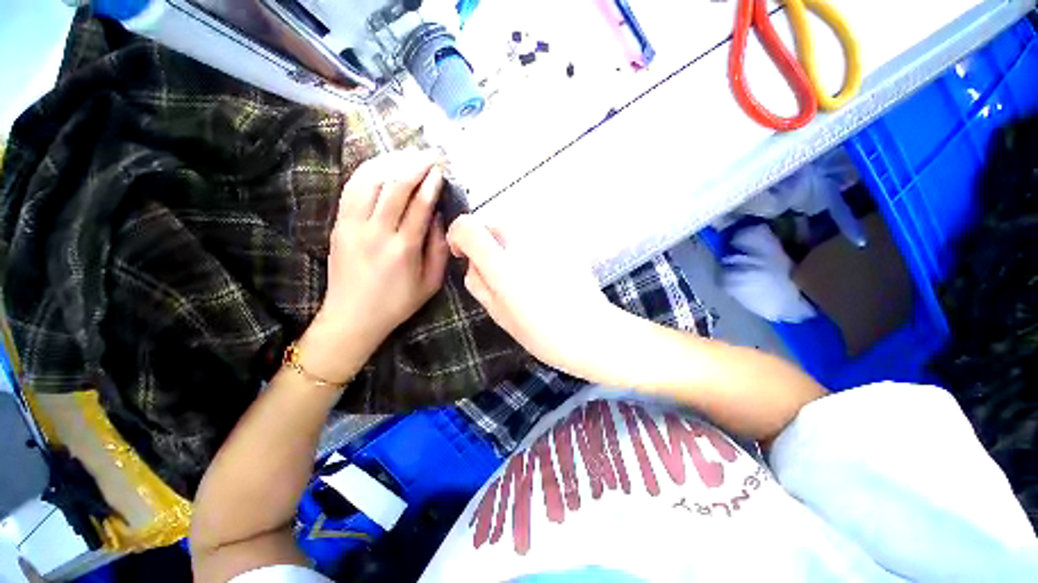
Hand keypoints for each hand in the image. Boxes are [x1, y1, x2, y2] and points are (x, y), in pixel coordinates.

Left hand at [302, 150, 448, 383]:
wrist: (353, 317)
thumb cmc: (398, 303)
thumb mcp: (431, 283)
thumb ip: (439, 250)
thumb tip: (441, 219)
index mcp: (404, 249)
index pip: (419, 206)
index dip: (431, 184)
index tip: (440, 169)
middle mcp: (377, 233)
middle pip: (394, 188)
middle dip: (413, 166)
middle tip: (428, 154)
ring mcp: (353, 227)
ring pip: (368, 182)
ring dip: (389, 164)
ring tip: (405, 156)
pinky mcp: (339, 226)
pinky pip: (351, 191)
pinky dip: (366, 173)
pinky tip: (380, 167)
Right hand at [446, 214, 621, 378]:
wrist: (590, 331)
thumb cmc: (541, 331)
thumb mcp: (498, 312)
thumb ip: (477, 281)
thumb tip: (472, 261)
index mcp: (501, 263)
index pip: (467, 226)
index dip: (458, 237)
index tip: (464, 255)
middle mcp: (522, 240)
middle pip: (491, 224)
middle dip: (487, 244)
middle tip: (498, 274)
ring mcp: (545, 237)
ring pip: (513, 229)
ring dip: (510, 246)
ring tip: (524, 276)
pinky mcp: (563, 240)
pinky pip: (534, 236)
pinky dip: (530, 248)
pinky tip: (543, 272)